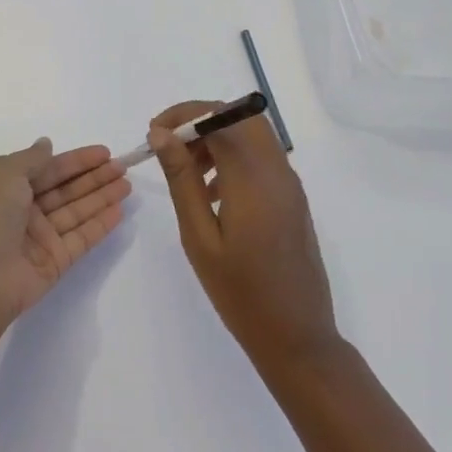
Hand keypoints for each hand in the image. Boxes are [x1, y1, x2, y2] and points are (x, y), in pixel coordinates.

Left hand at [0, 139, 131, 334]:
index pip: (49, 169)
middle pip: (66, 189)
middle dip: (94, 177)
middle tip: (122, 167)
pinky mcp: (56, 261)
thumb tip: (46, 144)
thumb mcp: (5, 174)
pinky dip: (100, 224)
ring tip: (127, 185)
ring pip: (77, 211)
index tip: (104, 152)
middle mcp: (26, 211)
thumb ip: (32, 158)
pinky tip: (119, 210)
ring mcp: (41, 237)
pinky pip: (82, 237)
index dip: (76, 160)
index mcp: (9, 188)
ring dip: (102, 197)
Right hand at [150, 100, 339, 369]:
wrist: (296, 336)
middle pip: (239, 118)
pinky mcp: (292, 198)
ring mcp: (290, 184)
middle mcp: (277, 170)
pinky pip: (262, 158)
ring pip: (252, 135)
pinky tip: (212, 193)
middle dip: (200, 122)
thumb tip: (163, 134)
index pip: (219, 117)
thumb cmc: (240, 291)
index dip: (184, 115)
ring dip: (217, 139)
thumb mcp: (199, 236)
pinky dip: (234, 157)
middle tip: (169, 149)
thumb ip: (182, 180)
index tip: (154, 134)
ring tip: (186, 173)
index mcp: (253, 177)